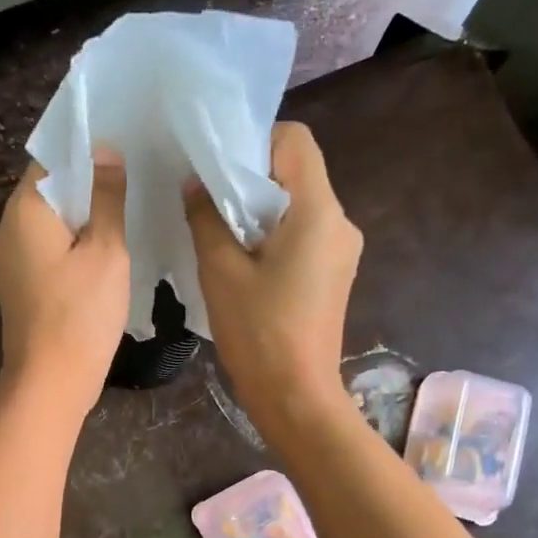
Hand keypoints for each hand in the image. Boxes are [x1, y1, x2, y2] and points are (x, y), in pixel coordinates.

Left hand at [0, 151, 129, 420]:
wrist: (51, 383)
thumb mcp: (107, 251)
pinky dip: (73, 246)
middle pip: (50, 192)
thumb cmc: (81, 314)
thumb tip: (105, 151)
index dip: (87, 151)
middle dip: (88, 185)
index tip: (124, 149)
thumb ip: (107, 197)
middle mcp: (7, 231)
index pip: (51, 159)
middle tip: (133, 180)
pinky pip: (48, 252)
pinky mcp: (20, 288)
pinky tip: (103, 253)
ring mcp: (10, 262)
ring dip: (83, 218)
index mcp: (24, 211)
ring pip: (50, 224)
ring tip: (124, 213)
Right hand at [184, 121, 362, 441]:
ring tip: (222, 237)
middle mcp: (340, 222)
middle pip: (297, 174)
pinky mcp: (334, 274)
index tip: (218, 168)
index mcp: (318, 211)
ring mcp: (342, 251)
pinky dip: (273, 236)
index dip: (255, 141)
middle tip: (209, 203)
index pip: (295, 141)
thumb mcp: (220, 270)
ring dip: (260, 211)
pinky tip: (245, 264)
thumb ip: (206, 216)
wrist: (296, 396)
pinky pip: (303, 235)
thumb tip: (196, 183)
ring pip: (298, 206)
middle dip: (252, 179)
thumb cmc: (258, 332)